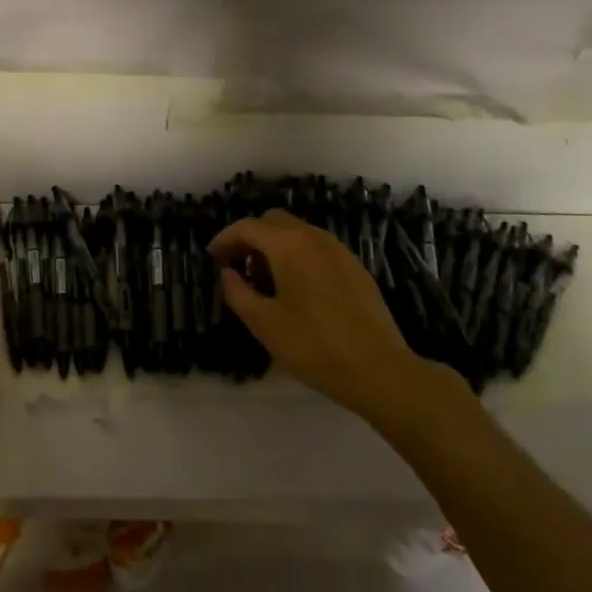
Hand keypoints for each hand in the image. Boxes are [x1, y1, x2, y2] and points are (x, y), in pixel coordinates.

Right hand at [209, 209, 445, 421]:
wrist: (379, 370)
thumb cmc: (313, 345)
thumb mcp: (264, 323)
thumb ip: (238, 292)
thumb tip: (228, 273)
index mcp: (288, 245)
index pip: (248, 227)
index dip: (225, 239)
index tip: (212, 257)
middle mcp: (314, 237)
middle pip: (274, 221)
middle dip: (251, 237)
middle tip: (237, 266)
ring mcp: (339, 251)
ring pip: (298, 233)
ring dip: (275, 246)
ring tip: (265, 280)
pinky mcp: (355, 268)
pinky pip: (317, 248)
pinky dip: (298, 256)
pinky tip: (296, 289)